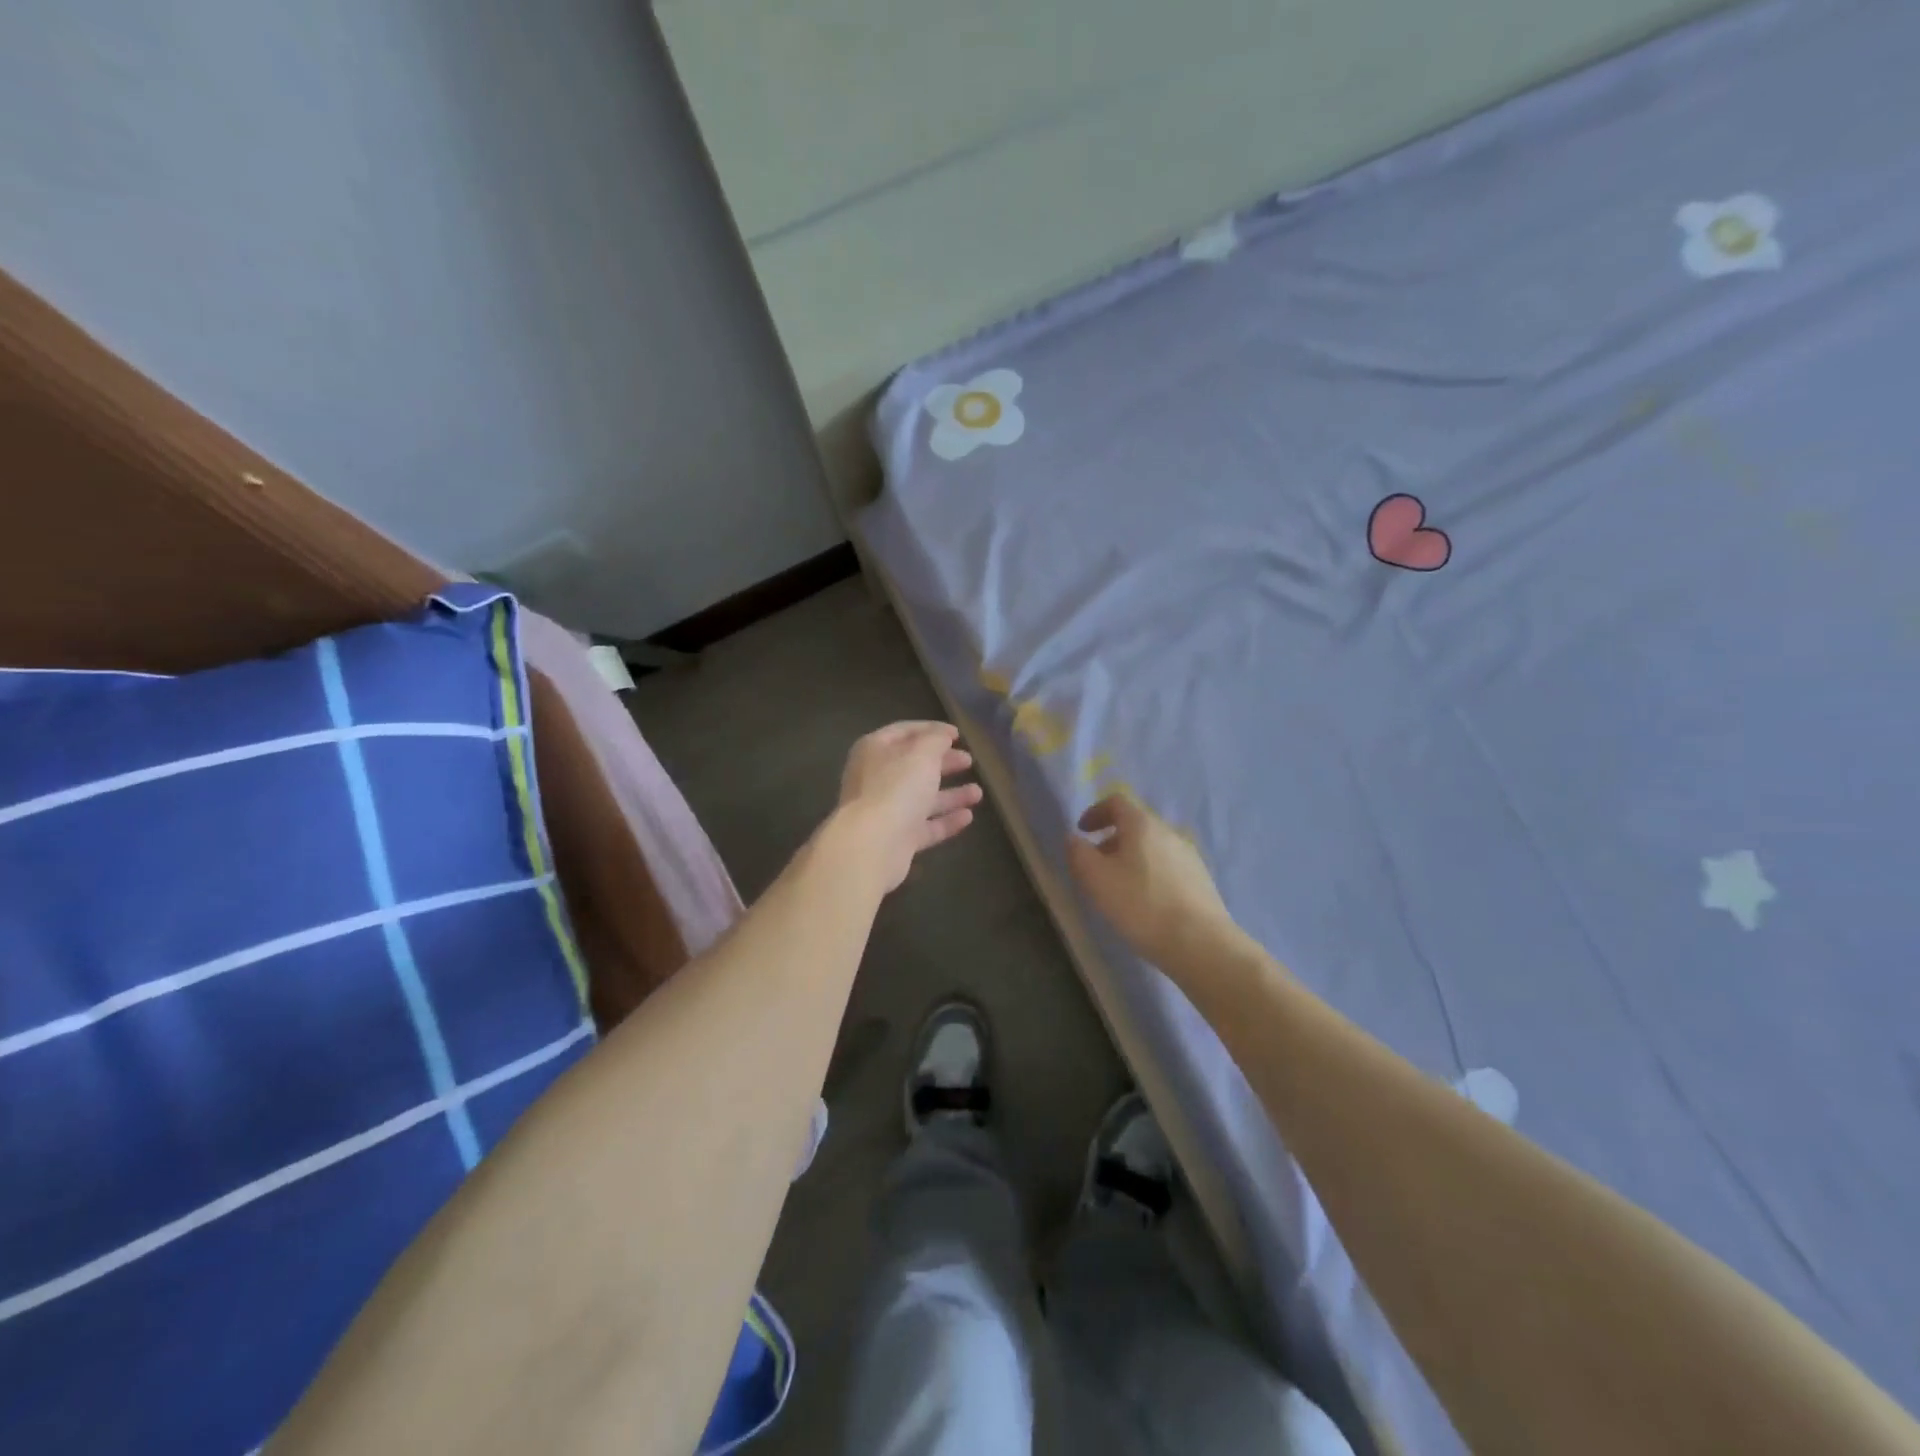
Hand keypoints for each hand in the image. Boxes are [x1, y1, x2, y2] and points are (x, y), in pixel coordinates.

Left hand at [836, 722, 982, 891]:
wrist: (873, 845)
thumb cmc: (896, 788)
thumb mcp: (922, 754)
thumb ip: (936, 740)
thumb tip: (943, 735)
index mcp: (874, 750)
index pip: (904, 731)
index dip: (932, 730)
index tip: (957, 734)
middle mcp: (876, 779)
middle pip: (914, 766)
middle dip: (943, 763)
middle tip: (969, 761)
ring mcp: (885, 811)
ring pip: (921, 798)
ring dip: (950, 794)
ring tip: (978, 793)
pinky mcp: (897, 840)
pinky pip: (925, 826)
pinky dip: (945, 821)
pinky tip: (969, 817)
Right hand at [1067, 792, 1239, 973]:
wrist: (1200, 943)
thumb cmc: (1141, 905)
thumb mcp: (1096, 879)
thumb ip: (1078, 853)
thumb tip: (1074, 838)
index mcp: (1142, 825)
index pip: (1117, 802)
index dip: (1095, 812)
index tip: (1082, 831)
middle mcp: (1169, 832)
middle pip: (1135, 825)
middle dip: (1111, 839)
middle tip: (1095, 865)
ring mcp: (1189, 856)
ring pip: (1152, 847)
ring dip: (1131, 858)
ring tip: (1119, 887)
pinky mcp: (1201, 879)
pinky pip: (1167, 866)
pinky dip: (1150, 873)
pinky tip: (1146, 902)